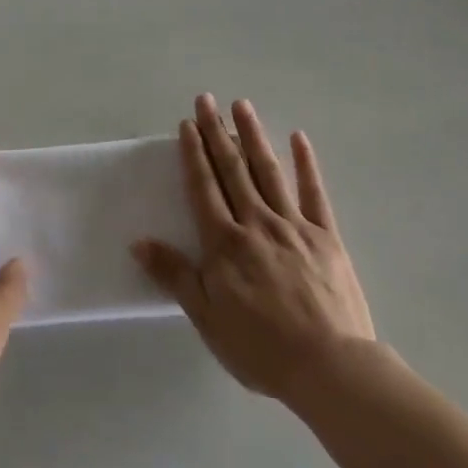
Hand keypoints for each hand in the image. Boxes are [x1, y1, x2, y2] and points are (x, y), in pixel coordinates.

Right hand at [133, 95, 375, 401]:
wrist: (330, 368)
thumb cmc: (261, 348)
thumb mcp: (207, 318)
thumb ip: (174, 275)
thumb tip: (138, 241)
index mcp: (225, 243)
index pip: (204, 187)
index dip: (194, 153)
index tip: (187, 124)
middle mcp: (256, 223)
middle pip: (232, 169)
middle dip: (217, 133)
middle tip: (207, 100)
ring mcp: (294, 225)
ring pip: (268, 171)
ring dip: (253, 136)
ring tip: (242, 105)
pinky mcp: (326, 236)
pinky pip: (313, 192)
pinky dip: (306, 163)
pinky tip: (298, 138)